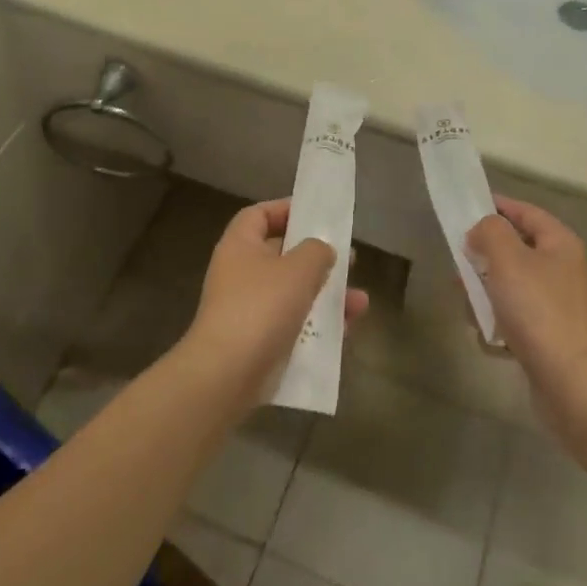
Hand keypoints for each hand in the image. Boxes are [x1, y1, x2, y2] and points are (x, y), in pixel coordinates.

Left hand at [183, 199, 367, 401]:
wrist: (226, 375)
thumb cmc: (261, 307)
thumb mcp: (298, 269)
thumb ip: (317, 251)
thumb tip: (322, 250)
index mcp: (240, 246)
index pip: (259, 215)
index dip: (286, 210)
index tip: (317, 215)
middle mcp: (240, 274)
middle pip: (282, 256)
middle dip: (317, 259)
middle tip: (348, 260)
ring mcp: (249, 311)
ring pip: (293, 294)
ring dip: (326, 296)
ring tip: (359, 301)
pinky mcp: (259, 343)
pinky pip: (293, 326)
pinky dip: (318, 326)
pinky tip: (348, 330)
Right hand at [467, 197, 586, 447]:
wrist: (568, 379)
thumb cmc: (537, 308)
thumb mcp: (508, 258)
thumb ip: (489, 232)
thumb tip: (481, 229)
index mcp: (559, 243)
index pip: (525, 212)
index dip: (497, 205)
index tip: (465, 207)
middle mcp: (561, 269)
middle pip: (514, 249)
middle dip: (484, 257)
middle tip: (459, 264)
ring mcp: (554, 304)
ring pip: (509, 285)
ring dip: (485, 293)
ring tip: (469, 305)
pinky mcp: (546, 334)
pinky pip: (513, 318)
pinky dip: (497, 324)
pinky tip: (488, 337)